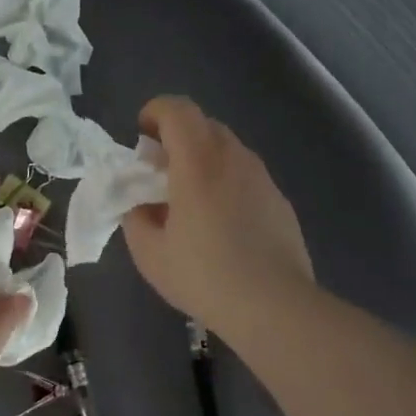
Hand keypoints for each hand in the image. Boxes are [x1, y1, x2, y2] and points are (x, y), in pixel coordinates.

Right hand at [123, 96, 313, 338]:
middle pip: (203, 124)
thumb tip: (141, 205)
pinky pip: (245, 175)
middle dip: (176, 136)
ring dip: (202, 159)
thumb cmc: (204, 276)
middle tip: (159, 171)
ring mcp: (262, 177)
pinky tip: (221, 223)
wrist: (274, 305)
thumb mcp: (149, 253)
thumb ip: (136, 218)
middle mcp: (233, 158)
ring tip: (189, 200)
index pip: (177, 110)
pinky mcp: (279, 199)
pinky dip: (225, 181)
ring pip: (227, 148)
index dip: (155, 112)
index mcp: (198, 162)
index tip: (141, 135)